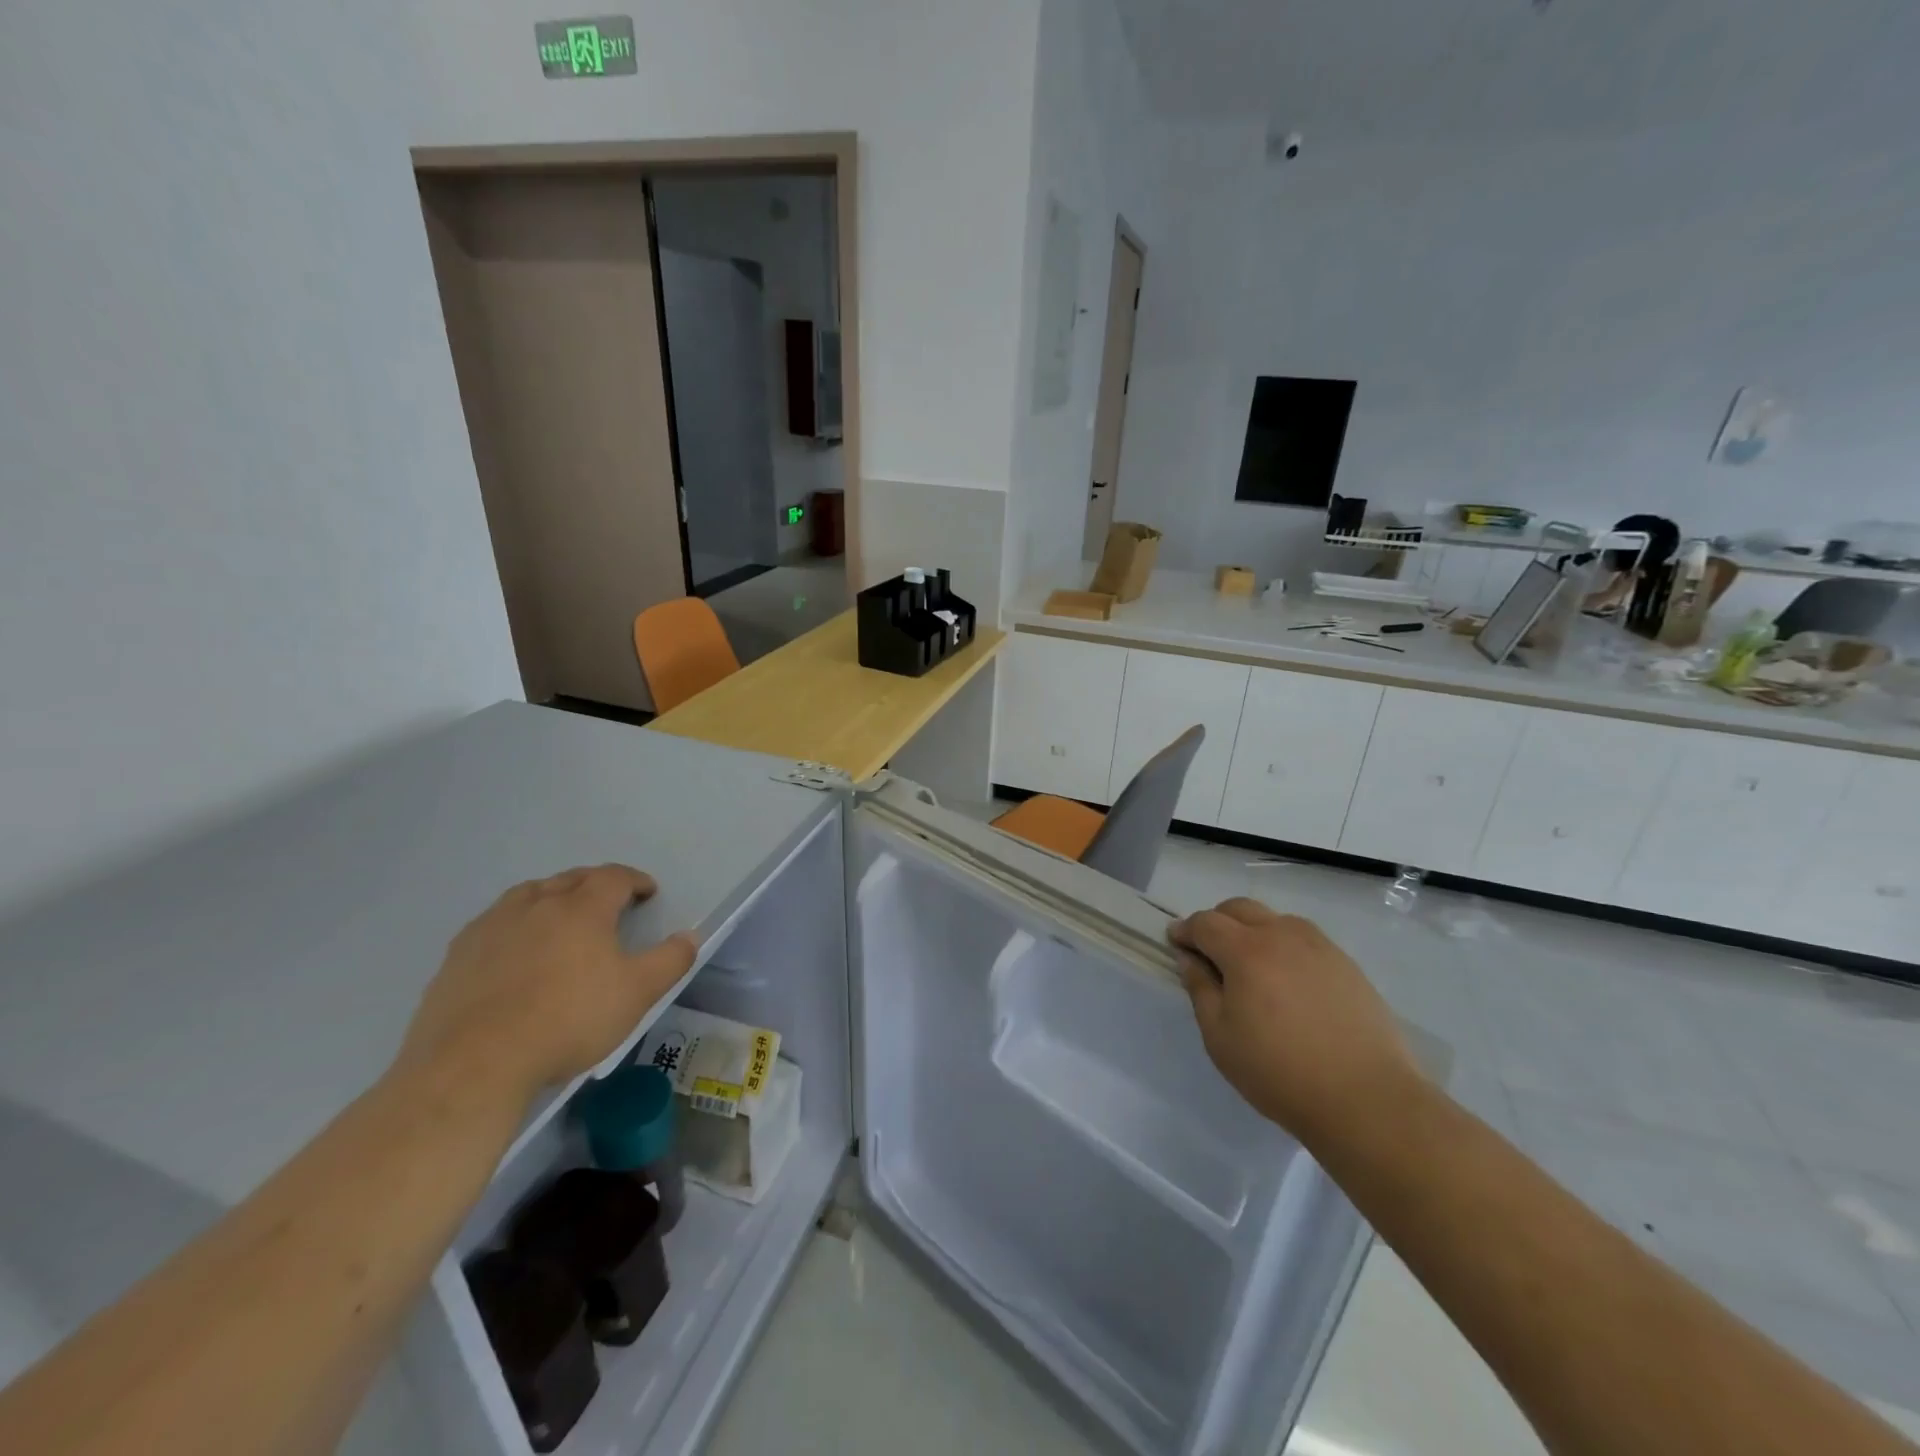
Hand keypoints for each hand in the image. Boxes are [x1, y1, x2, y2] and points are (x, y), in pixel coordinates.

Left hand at [399, 865, 698, 1107]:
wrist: (476, 1064)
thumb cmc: (569, 1021)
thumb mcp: (637, 994)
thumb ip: (670, 961)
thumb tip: (689, 935)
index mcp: (582, 909)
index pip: (614, 877)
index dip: (635, 880)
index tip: (647, 892)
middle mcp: (537, 905)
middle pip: (570, 879)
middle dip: (594, 884)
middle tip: (608, 901)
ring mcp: (492, 927)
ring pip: (528, 894)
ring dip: (551, 896)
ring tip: (559, 915)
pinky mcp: (457, 955)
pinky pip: (494, 923)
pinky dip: (514, 924)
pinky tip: (513, 948)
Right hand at [1172, 898, 1423, 1141]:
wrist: (1366, 1099)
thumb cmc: (1279, 1072)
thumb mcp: (1220, 1038)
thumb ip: (1200, 989)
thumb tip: (1189, 958)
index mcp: (1246, 951)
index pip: (1205, 923)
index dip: (1185, 930)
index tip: (1175, 943)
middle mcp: (1281, 935)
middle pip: (1239, 908)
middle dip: (1216, 922)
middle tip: (1208, 952)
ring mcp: (1319, 947)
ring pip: (1274, 919)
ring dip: (1252, 930)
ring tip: (1250, 966)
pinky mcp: (1346, 964)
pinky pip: (1304, 938)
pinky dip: (1283, 945)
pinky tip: (1287, 980)